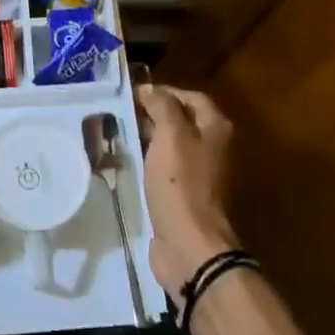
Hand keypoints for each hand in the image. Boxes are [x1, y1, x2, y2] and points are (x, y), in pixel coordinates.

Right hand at [136, 85, 239, 299]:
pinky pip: (164, 169)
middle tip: (120, 113)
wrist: (189, 244)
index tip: (132, 94)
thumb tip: (149, 89)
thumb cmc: (181, 184)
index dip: (163, 91)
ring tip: (117, 134)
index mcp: (217, 129)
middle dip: (153, 114)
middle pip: (182, 120)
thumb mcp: (170, 135)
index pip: (191, 96)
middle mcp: (214, 148)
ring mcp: (200, 174)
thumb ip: (162, 105)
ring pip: (171, 146)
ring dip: (147, 139)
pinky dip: (147, 162)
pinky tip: (125, 163)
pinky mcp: (184, 196)